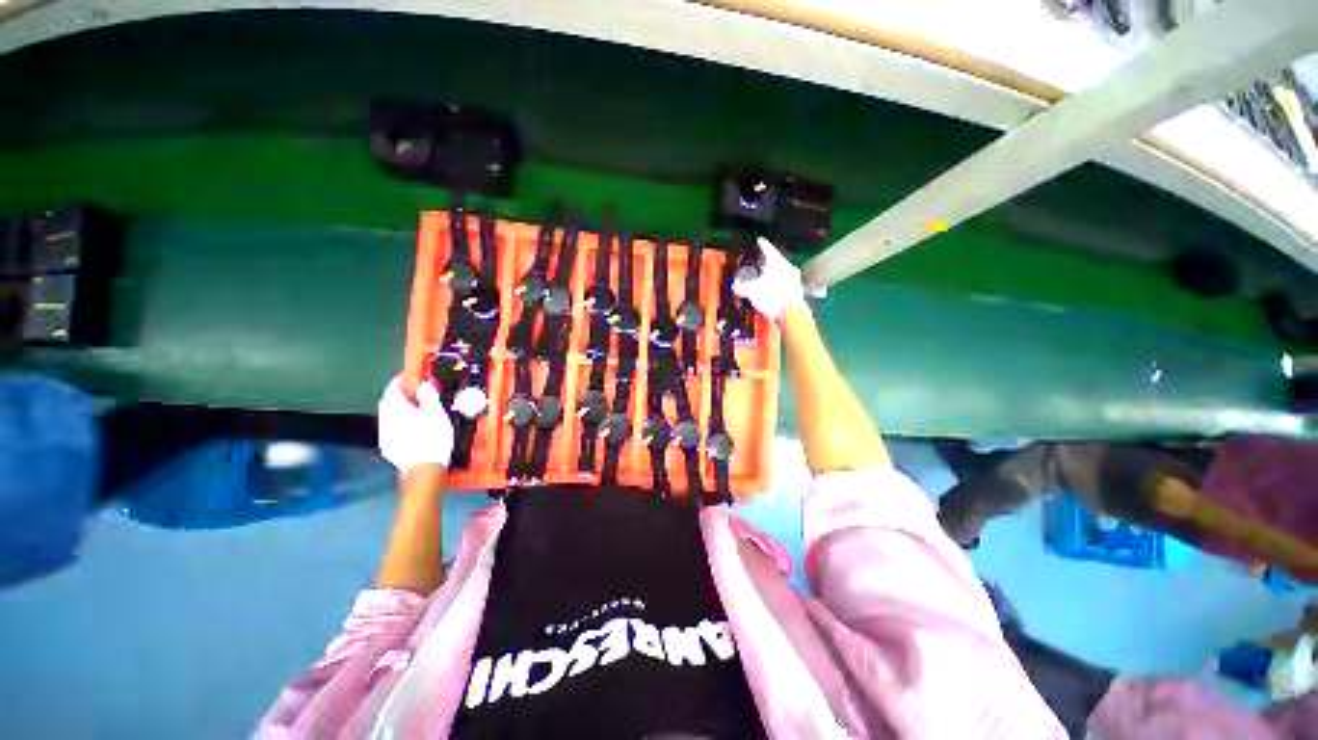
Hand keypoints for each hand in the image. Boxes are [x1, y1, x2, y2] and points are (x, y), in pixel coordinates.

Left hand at [378, 377, 453, 473]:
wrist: (423, 468)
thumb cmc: (433, 439)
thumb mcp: (437, 415)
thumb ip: (429, 398)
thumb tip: (423, 385)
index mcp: (397, 409)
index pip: (392, 389)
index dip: (399, 381)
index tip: (408, 376)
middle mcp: (386, 420)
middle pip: (387, 402)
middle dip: (397, 394)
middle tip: (411, 391)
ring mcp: (385, 434)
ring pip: (387, 415)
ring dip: (397, 409)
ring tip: (412, 408)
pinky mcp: (388, 446)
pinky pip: (390, 428)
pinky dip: (397, 422)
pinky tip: (409, 426)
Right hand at [732, 237, 806, 321]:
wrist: (791, 314)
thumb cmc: (772, 297)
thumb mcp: (752, 291)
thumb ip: (742, 287)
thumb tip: (735, 286)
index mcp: (777, 262)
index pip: (768, 248)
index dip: (762, 244)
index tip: (759, 240)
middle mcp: (787, 267)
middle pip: (776, 260)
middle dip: (766, 261)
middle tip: (759, 260)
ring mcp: (794, 279)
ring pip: (781, 271)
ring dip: (772, 272)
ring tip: (764, 275)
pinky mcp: (796, 291)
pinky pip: (784, 282)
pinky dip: (777, 283)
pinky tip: (771, 289)